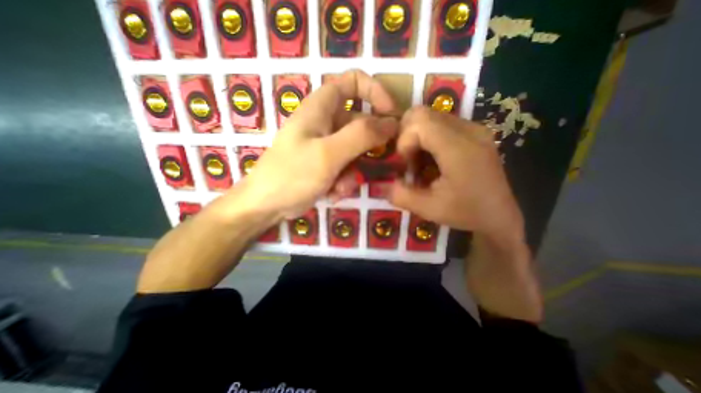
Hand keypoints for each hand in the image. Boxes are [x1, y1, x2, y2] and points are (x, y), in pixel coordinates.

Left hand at [236, 69, 395, 219]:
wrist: (267, 205)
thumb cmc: (292, 175)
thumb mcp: (328, 154)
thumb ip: (361, 135)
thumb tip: (392, 123)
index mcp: (321, 108)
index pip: (352, 81)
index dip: (375, 92)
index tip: (391, 114)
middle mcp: (324, 123)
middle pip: (360, 122)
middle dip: (369, 144)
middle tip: (378, 160)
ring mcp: (326, 145)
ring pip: (355, 150)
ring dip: (354, 171)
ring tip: (341, 186)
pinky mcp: (326, 164)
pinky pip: (347, 167)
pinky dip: (344, 181)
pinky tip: (333, 193)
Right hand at [389, 106, 525, 238]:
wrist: (500, 215)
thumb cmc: (467, 213)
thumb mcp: (428, 209)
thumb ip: (400, 195)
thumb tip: (379, 184)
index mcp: (459, 149)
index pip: (419, 123)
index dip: (404, 142)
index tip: (406, 165)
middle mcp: (469, 130)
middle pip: (422, 113)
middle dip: (406, 136)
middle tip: (409, 160)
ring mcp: (474, 128)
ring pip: (430, 116)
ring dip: (417, 137)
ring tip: (421, 162)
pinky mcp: (475, 132)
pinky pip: (441, 123)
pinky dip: (428, 137)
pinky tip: (432, 159)